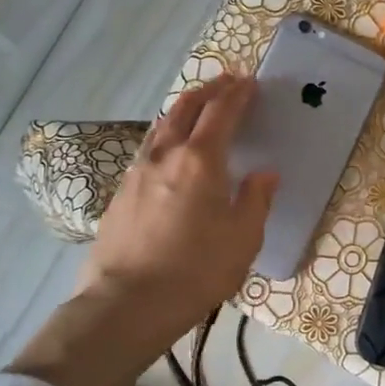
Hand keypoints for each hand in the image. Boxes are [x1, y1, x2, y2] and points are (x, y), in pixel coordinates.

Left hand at [77, 74, 278, 344]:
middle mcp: (166, 156)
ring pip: (162, 126)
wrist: (127, 304)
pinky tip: (170, 151)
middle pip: (186, 108)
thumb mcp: (242, 239)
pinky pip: (148, 149)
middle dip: (208, 90)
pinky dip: (166, 136)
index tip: (249, 81)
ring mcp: (137, 173)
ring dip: (184, 109)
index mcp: (201, 161)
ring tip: (198, 108)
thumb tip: (264, 174)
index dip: (237, 94)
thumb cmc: (196, 270)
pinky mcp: (120, 194)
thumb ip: (255, 200)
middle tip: (226, 82)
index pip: (221, 113)